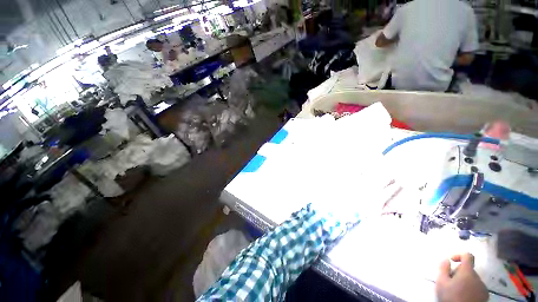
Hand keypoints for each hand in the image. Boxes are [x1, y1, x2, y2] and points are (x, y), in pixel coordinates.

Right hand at [436, 253, 488, 301]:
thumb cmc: (451, 297)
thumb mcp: (441, 282)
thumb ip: (443, 268)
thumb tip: (446, 259)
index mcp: (468, 272)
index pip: (467, 255)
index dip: (459, 255)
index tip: (451, 260)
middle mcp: (478, 277)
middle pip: (468, 269)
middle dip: (459, 273)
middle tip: (450, 281)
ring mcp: (483, 288)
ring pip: (473, 279)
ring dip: (464, 281)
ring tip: (456, 290)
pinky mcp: (485, 296)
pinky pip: (477, 288)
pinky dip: (470, 289)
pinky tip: (463, 296)